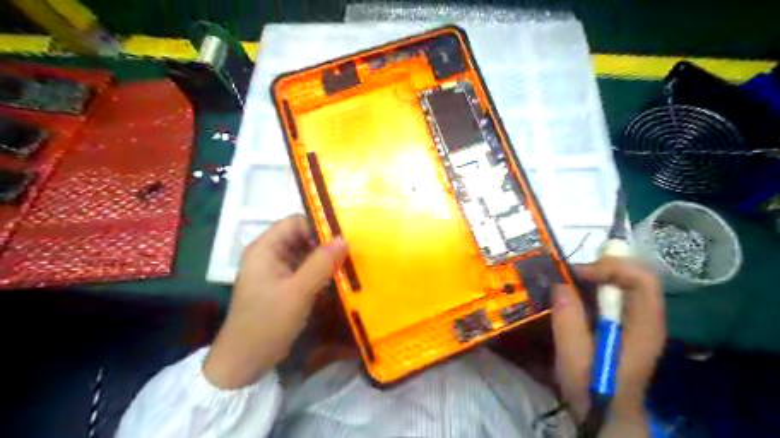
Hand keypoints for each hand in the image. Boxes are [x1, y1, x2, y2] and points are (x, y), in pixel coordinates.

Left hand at [203, 214, 347, 387]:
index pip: (295, 222)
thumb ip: (321, 263)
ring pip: (305, 254)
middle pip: (301, 237)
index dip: (319, 227)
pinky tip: (336, 280)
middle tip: (350, 253)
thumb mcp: (298, 292)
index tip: (343, 239)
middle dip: (325, 244)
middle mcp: (269, 254)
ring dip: (324, 259)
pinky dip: (319, 272)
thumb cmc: (268, 322)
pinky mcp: (282, 285)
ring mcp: (275, 270)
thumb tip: (344, 239)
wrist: (245, 362)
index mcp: (265, 248)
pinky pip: (304, 270)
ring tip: (348, 266)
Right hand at [550, 258, 665, 431]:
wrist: (606, 414)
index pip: (642, 280)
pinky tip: (574, 295)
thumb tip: (561, 285)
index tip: (578, 273)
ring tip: (567, 282)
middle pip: (633, 275)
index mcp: (644, 325)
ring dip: (595, 275)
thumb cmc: (592, 388)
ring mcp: (636, 319)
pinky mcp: (624, 322)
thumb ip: (568, 321)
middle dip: (601, 267)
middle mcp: (646, 317)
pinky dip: (593, 286)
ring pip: (623, 281)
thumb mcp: (574, 357)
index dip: (611, 267)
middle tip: (569, 275)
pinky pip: (613, 293)